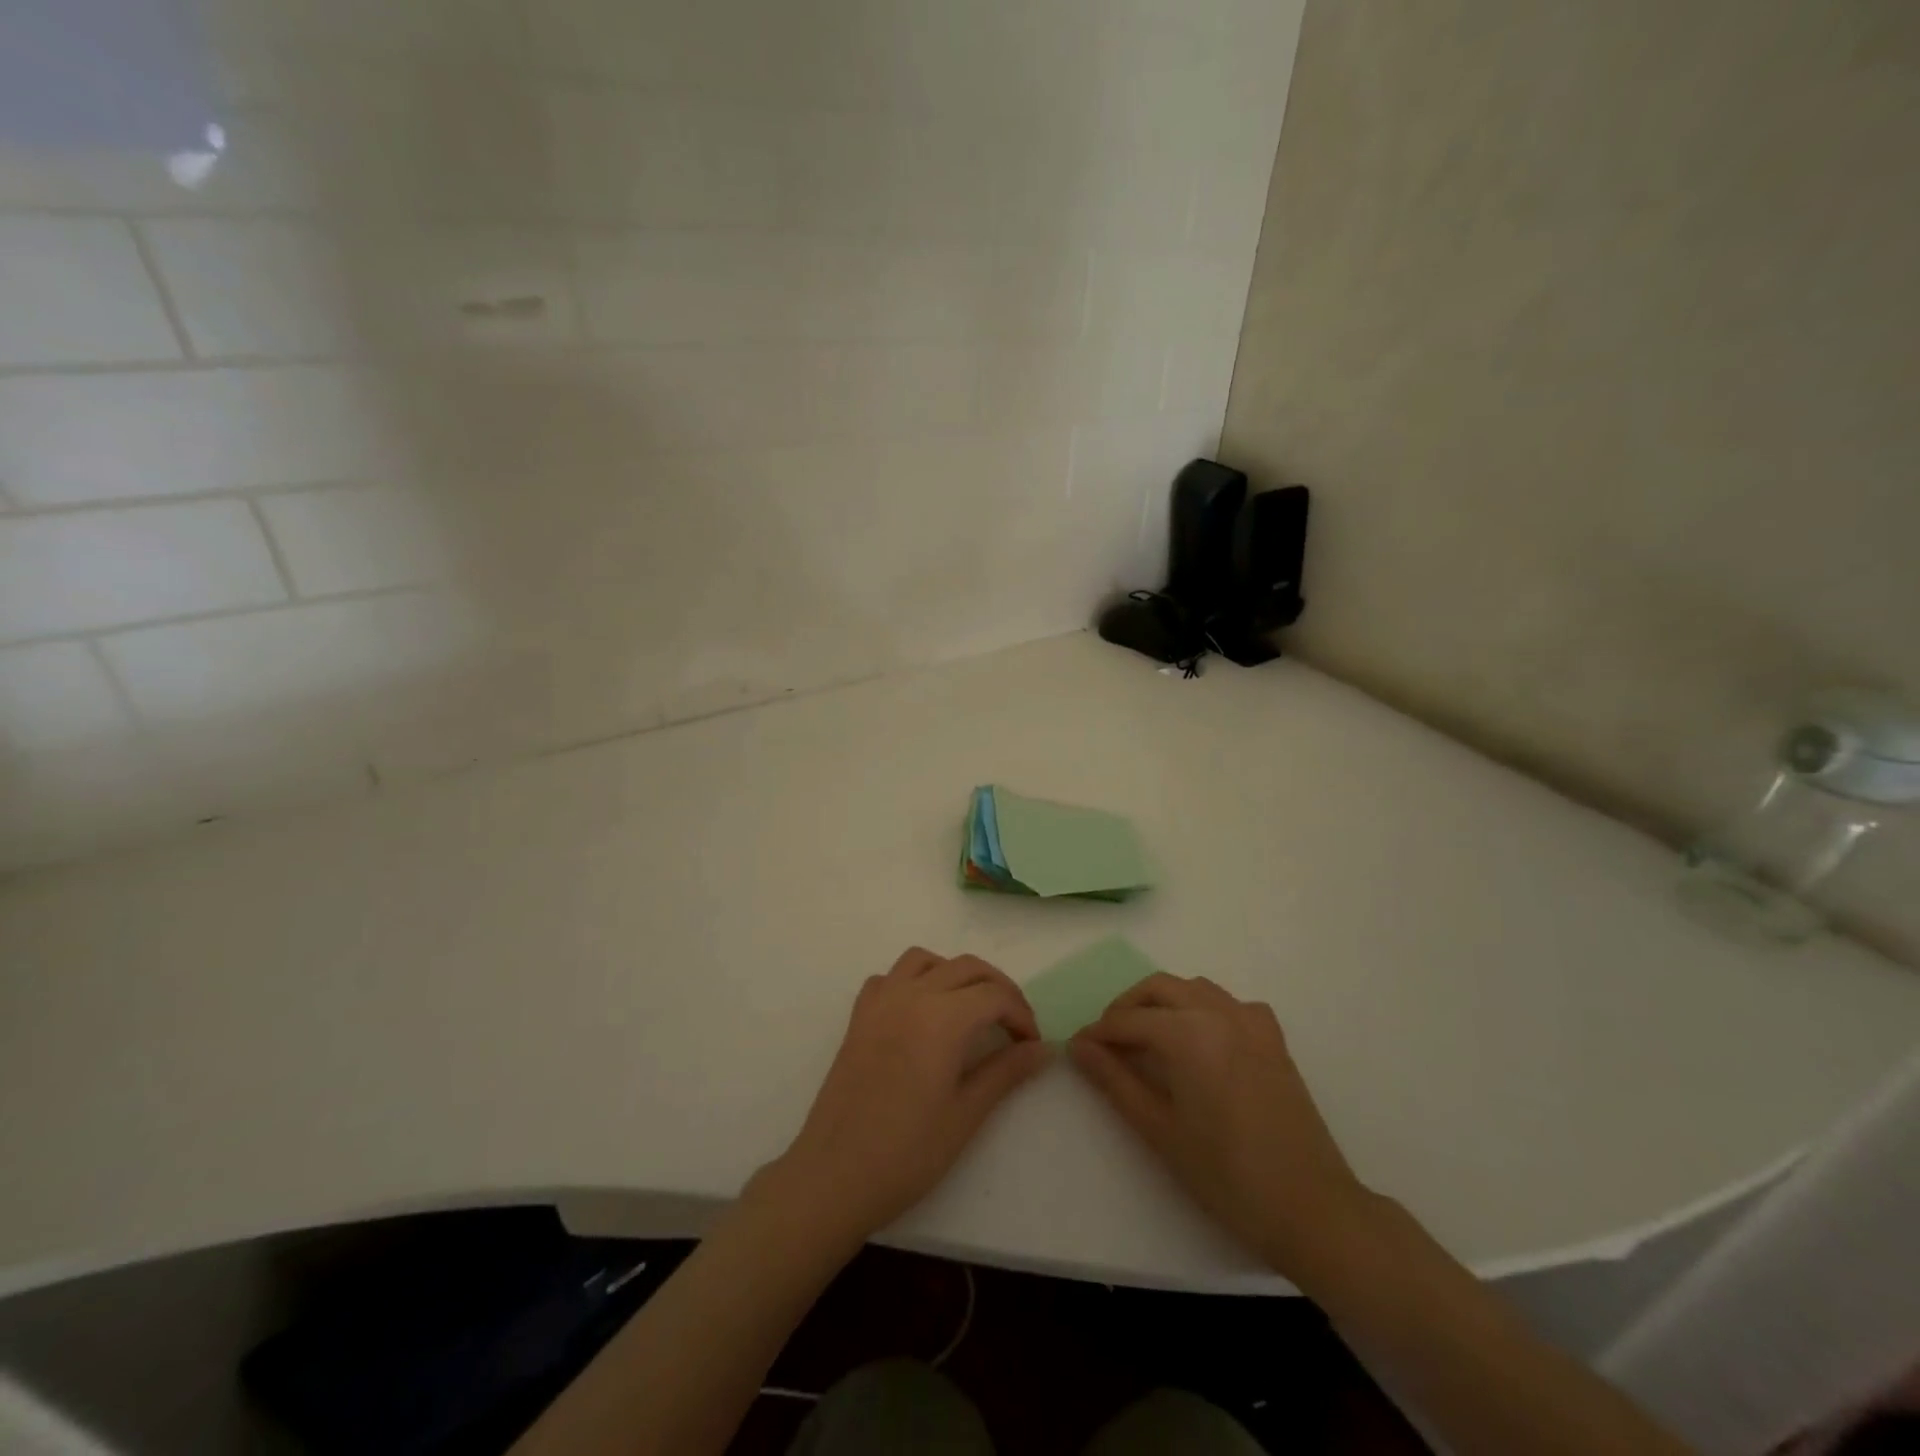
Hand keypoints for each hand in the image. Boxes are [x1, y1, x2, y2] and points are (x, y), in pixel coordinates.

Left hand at [756, 948, 1049, 1244]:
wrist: (834, 1175)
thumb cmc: (907, 1152)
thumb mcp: (966, 1114)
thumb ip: (1006, 1072)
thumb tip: (1043, 1048)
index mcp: (942, 1017)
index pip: (995, 995)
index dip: (1021, 1015)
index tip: (1032, 1045)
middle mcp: (912, 995)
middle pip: (967, 967)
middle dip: (998, 989)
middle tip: (1014, 1026)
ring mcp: (880, 1001)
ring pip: (926, 960)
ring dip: (956, 974)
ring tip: (971, 1009)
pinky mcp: (859, 1016)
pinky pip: (891, 977)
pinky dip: (914, 981)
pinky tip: (922, 1013)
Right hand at [1069, 973, 1371, 1273]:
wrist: (1311, 1208)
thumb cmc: (1226, 1175)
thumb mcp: (1159, 1129)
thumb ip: (1114, 1080)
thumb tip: (1079, 1046)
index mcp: (1188, 1033)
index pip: (1129, 1020)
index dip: (1098, 1033)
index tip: (1078, 1048)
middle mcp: (1218, 1013)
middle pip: (1158, 988)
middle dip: (1127, 1007)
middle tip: (1108, 1041)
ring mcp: (1251, 1021)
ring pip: (1194, 988)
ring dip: (1163, 1001)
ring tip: (1147, 1037)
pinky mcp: (1273, 1038)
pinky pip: (1230, 1004)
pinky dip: (1205, 1008)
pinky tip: (1201, 1039)